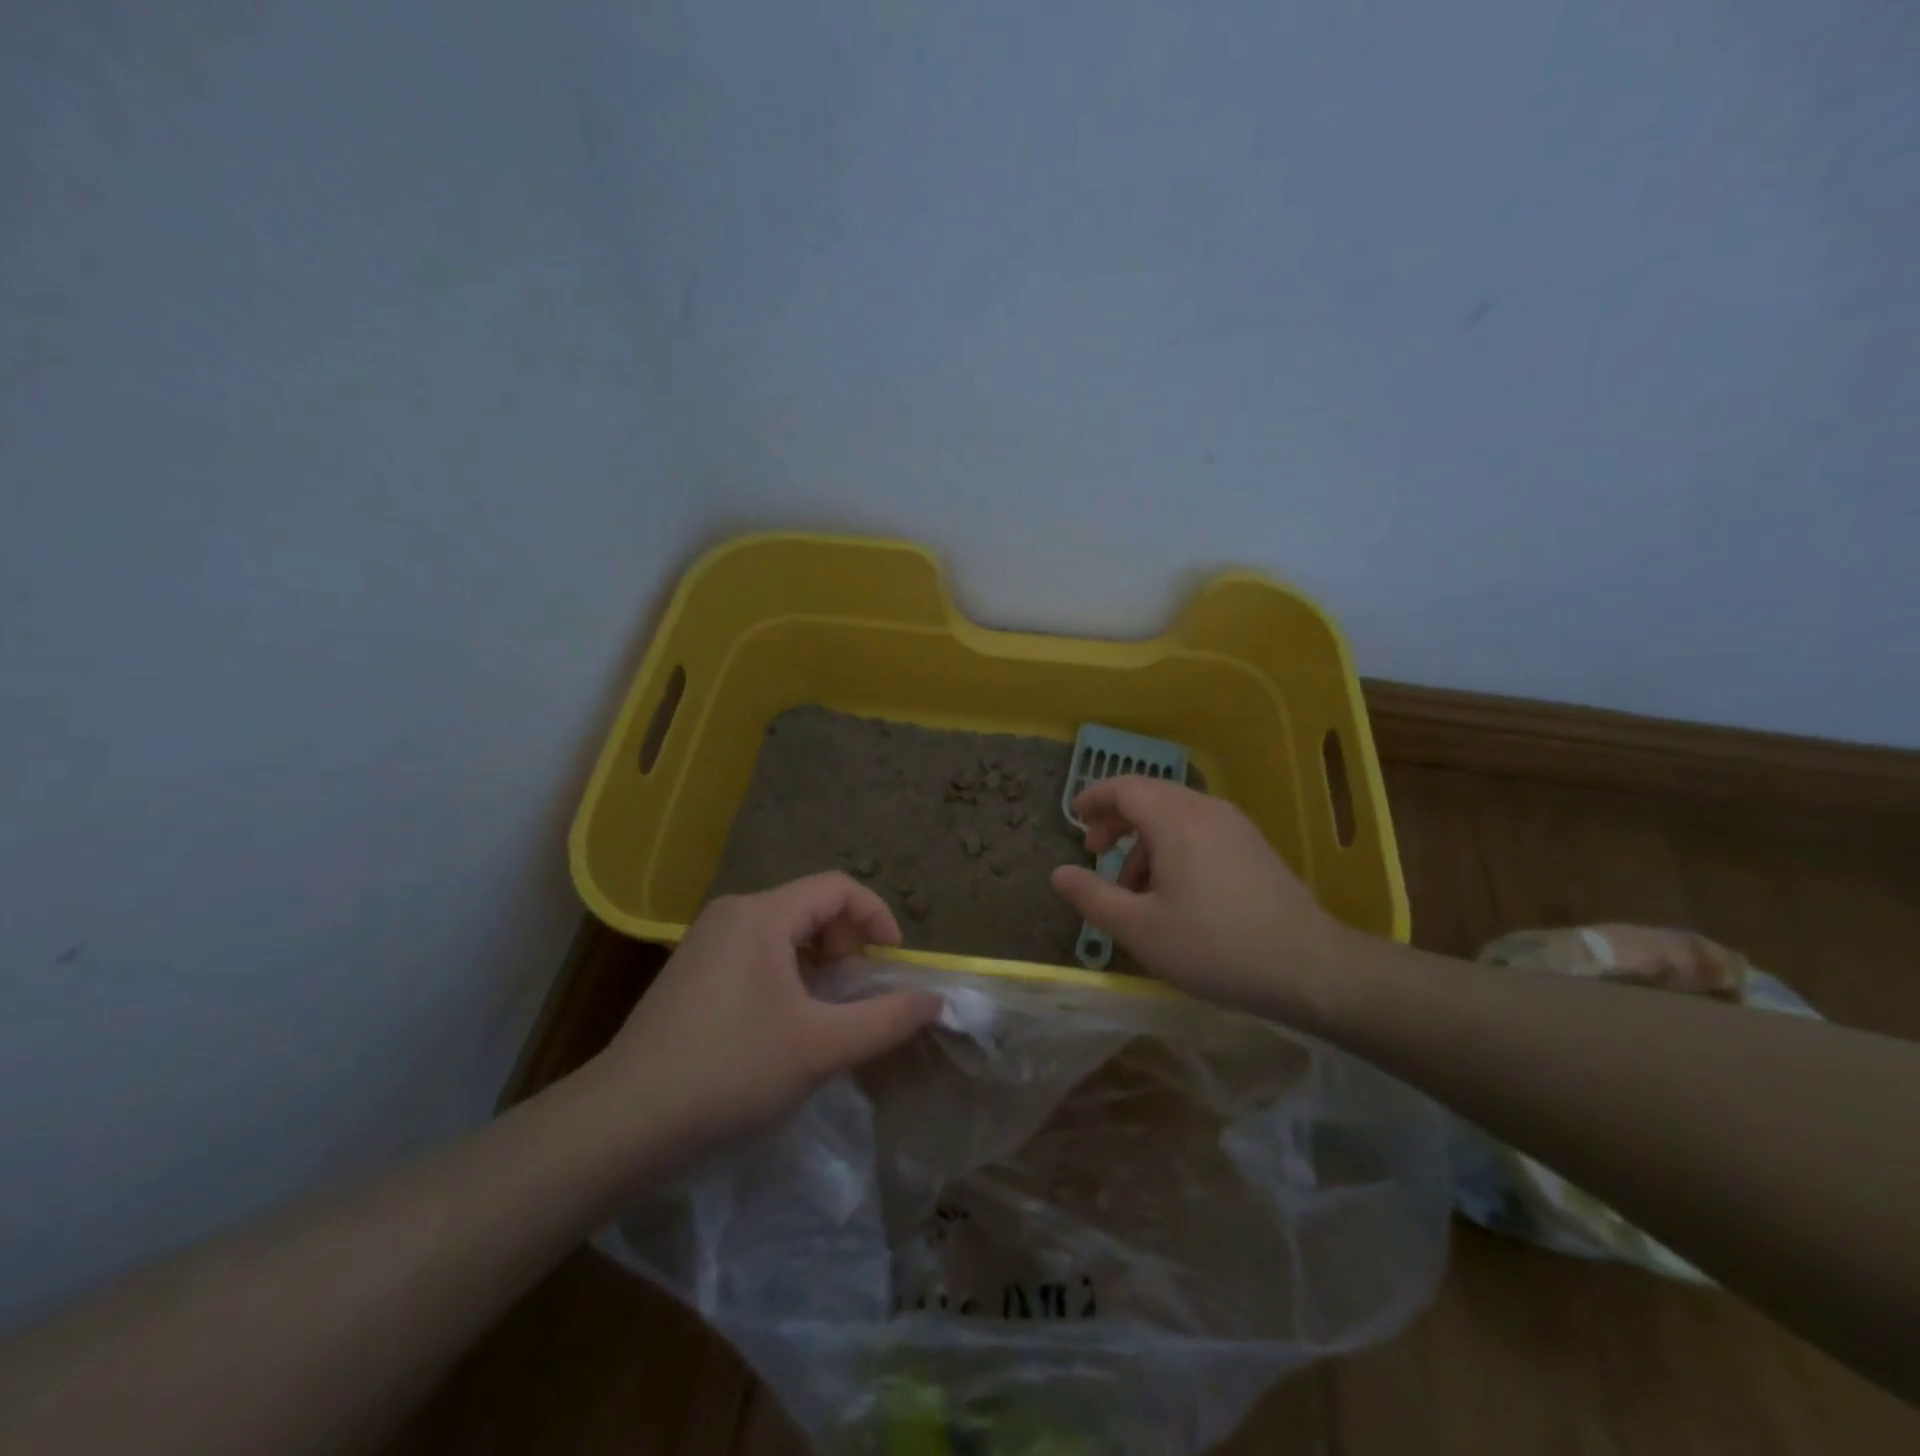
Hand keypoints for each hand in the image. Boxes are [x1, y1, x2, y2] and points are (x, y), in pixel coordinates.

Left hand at [594, 874, 941, 1151]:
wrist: (625, 1120)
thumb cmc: (730, 1070)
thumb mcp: (821, 1046)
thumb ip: (885, 1020)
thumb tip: (934, 1001)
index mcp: (762, 914)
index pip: (837, 888)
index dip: (876, 916)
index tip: (893, 961)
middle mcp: (733, 913)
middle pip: (811, 906)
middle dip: (846, 943)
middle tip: (855, 993)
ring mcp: (707, 940)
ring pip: (784, 931)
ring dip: (818, 962)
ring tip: (825, 1012)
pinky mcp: (692, 969)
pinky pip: (757, 952)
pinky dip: (788, 973)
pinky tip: (784, 1022)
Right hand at [1049, 777, 1354, 1011]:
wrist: (1308, 967)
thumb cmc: (1213, 945)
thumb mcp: (1139, 929)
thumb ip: (1092, 897)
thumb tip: (1058, 873)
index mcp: (1175, 820)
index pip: (1124, 787)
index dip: (1093, 797)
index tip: (1073, 818)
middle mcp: (1205, 809)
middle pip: (1150, 795)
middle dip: (1116, 820)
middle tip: (1094, 851)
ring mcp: (1234, 825)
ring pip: (1175, 815)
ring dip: (1144, 840)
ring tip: (1132, 889)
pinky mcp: (1253, 846)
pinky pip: (1200, 830)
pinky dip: (1173, 847)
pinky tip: (1173, 892)